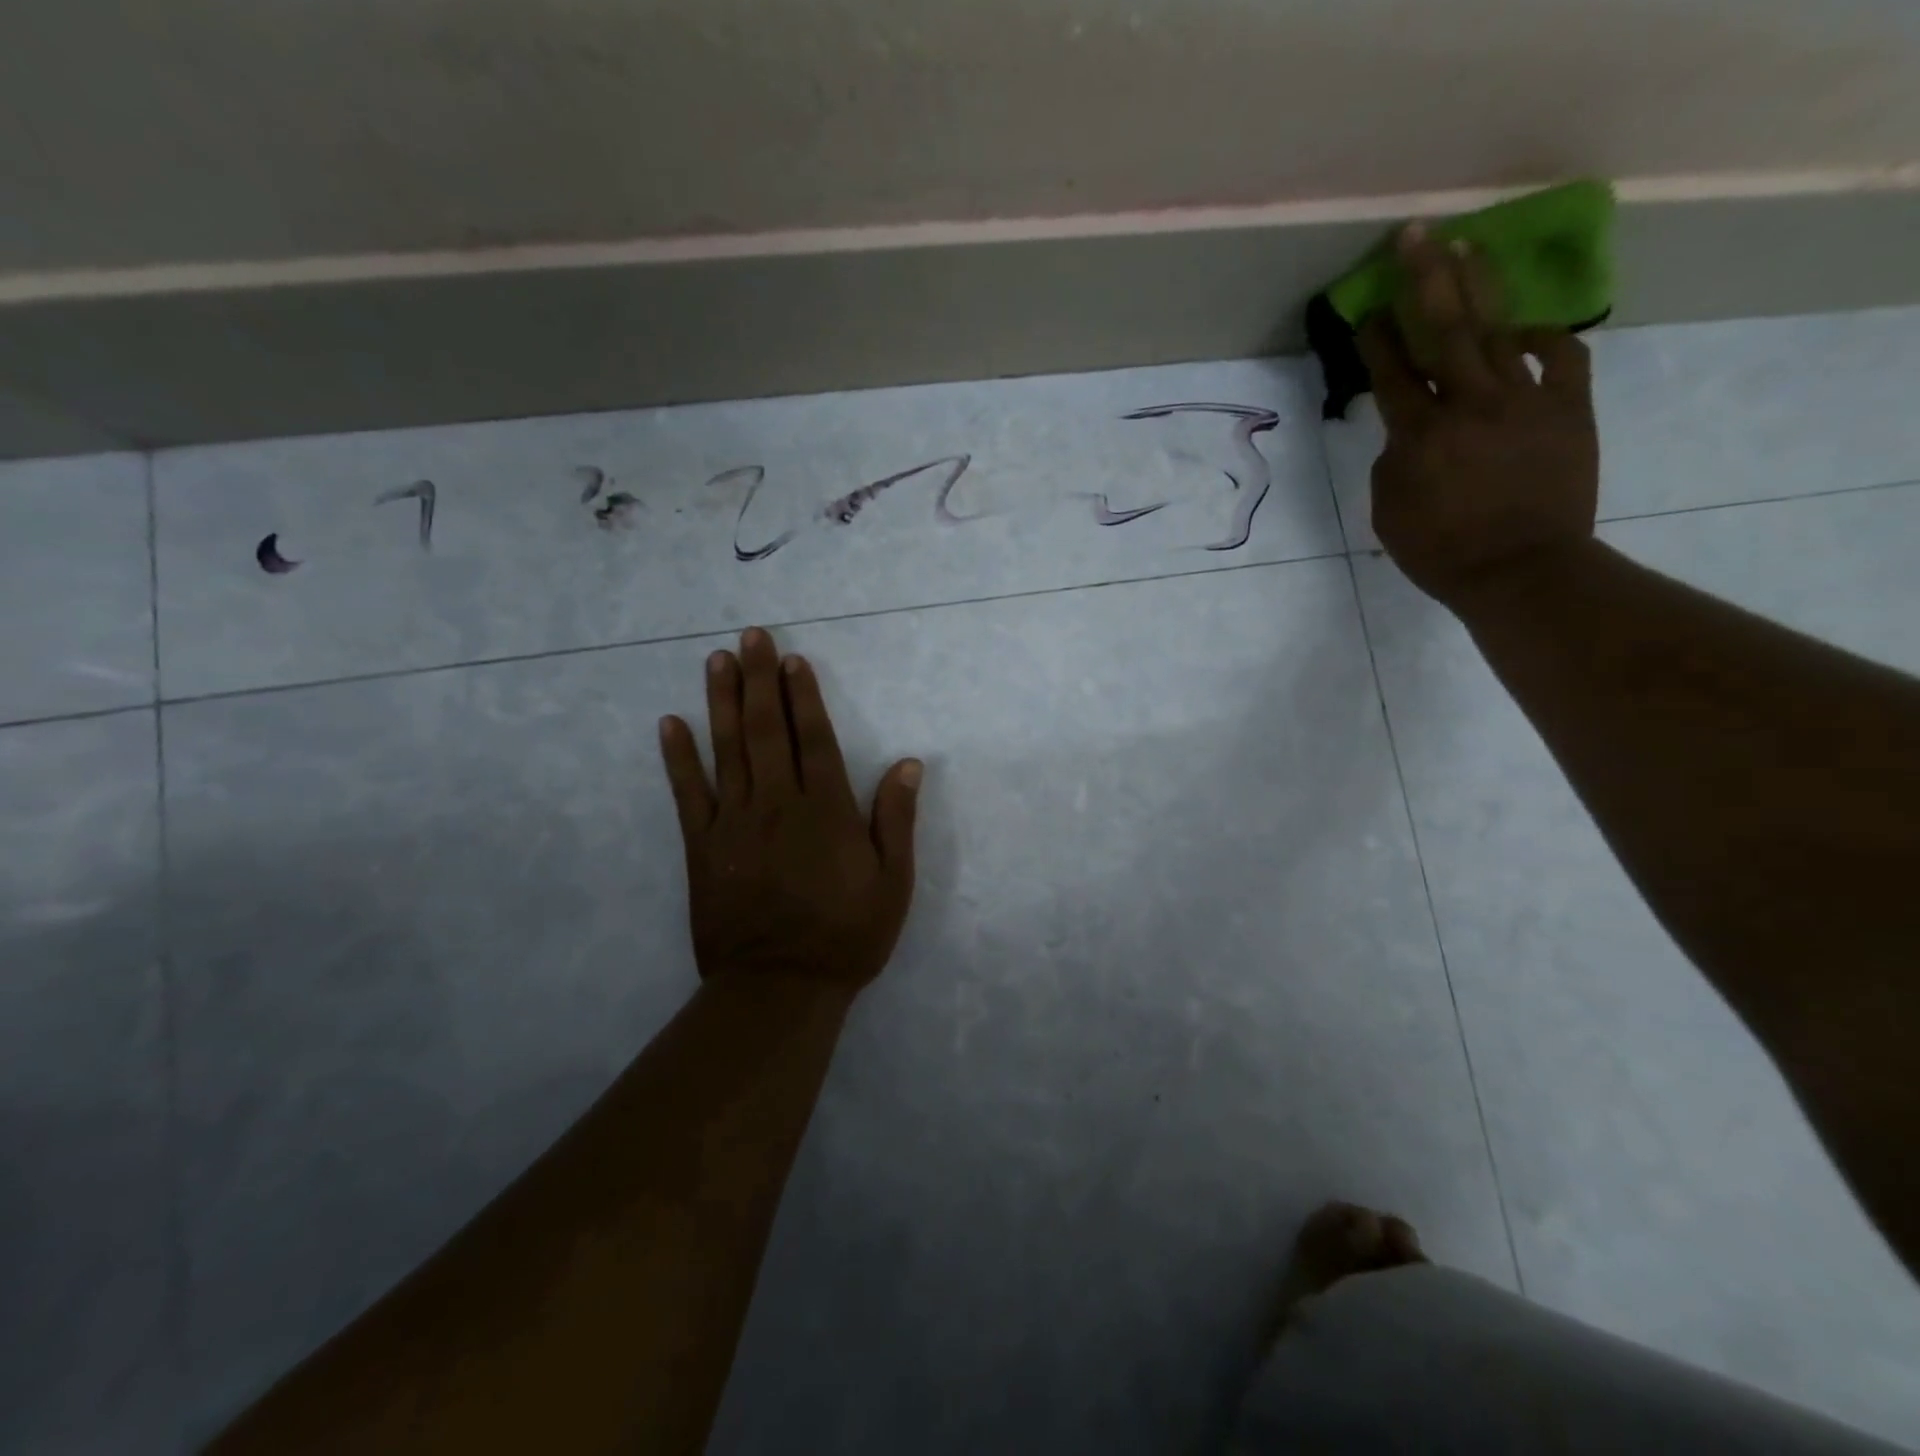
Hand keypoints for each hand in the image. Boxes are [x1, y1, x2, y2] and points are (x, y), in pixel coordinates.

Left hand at [658, 626, 921, 995]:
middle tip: (751, 637)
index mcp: (825, 811)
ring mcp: (734, 824)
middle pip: (767, 731)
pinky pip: (687, 794)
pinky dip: (679, 757)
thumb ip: (896, 821)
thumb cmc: (846, 936)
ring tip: (716, 661)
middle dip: (759, 680)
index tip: (792, 660)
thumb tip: (908, 763)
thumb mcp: (892, 884)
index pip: (814, 739)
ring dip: (722, 702)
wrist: (779, 989)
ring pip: (727, 750)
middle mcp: (777, 805)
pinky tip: (671, 724)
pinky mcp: (702, 848)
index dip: (803, 696)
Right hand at [1356, 224, 1600, 614]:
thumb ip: (1394, 460)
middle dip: (1424, 278)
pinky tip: (1522, 330)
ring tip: (1466, 247)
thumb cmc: (1439, 552)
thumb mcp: (1389, 511)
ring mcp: (1525, 400)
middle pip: (1443, 329)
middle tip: (1413, 235)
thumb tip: (1410, 430)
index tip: (1365, 310)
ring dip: (1479, 285)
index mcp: (1418, 435)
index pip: (1391, 373)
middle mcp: (1469, 404)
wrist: (1521, 570)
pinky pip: (1560, 356)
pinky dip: (1542, 338)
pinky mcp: (1568, 408)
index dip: (1375, 339)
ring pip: (1497, 329)